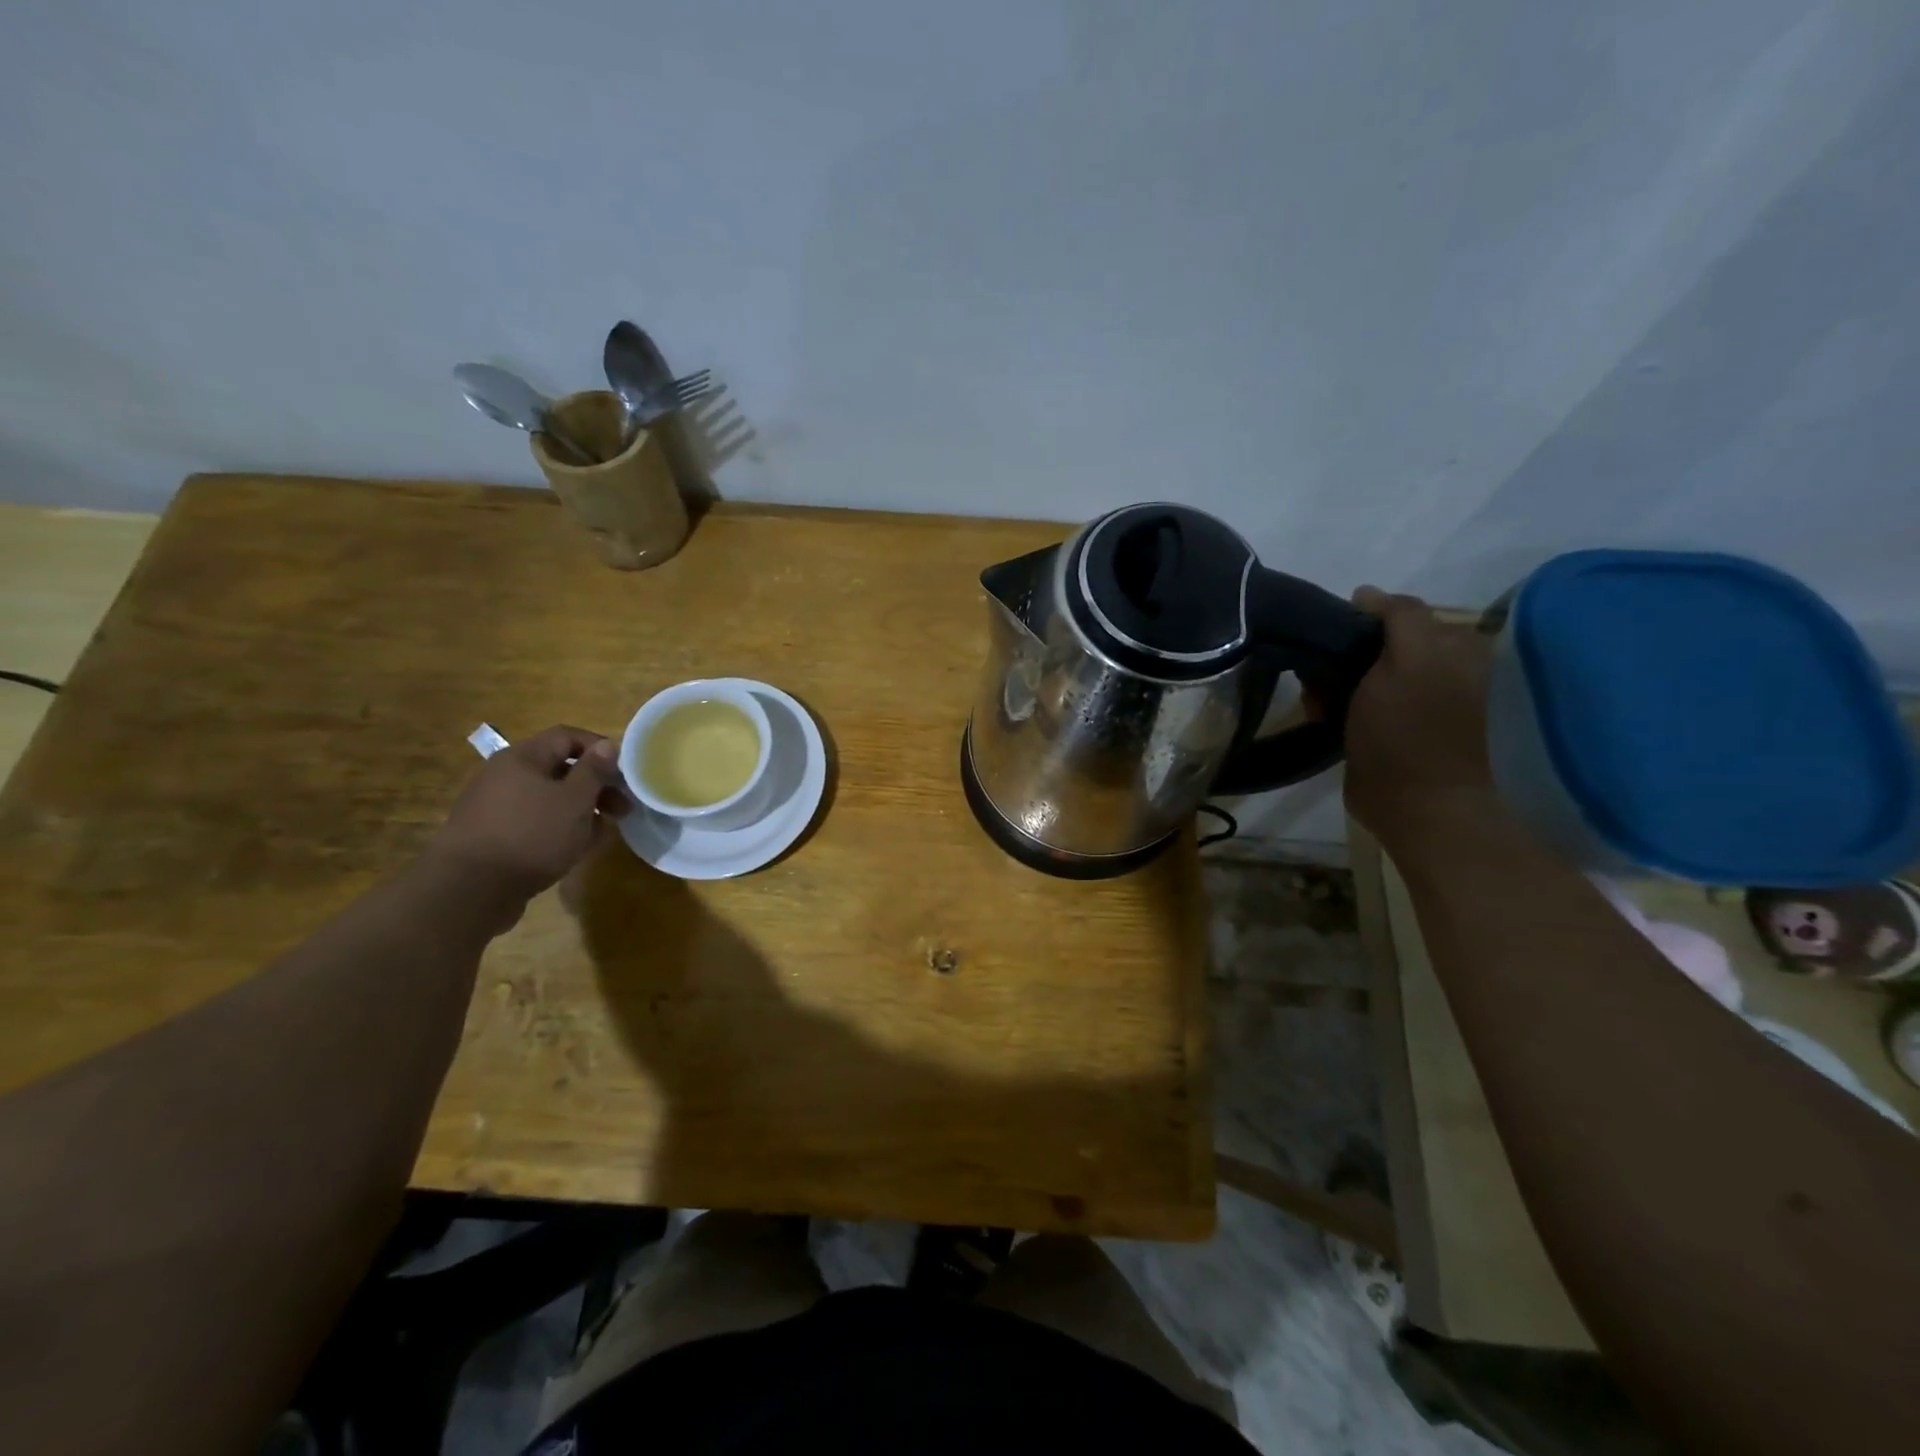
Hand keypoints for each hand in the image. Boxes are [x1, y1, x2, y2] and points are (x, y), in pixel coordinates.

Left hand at [426, 725, 631, 906]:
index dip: (600, 748)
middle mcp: (505, 775)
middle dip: (596, 786)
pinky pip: (536, 822)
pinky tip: (577, 848)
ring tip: (603, 833)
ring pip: (550, 799)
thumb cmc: (531, 834)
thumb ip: (594, 771)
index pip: (567, 736)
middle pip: (560, 769)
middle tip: (623, 808)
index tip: (626, 771)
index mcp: (522, 758)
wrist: (469, 890)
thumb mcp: (574, 800)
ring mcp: (497, 807)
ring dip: (581, 810)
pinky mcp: (494, 836)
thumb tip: (607, 746)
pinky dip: (560, 829)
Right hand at [1342, 588, 1497, 840]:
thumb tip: (1366, 593)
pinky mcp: (1387, 728)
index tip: (1333, 643)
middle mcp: (1436, 668)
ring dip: (1330, 684)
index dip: (1358, 624)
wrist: (1413, 804)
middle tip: (1322, 679)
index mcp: (1452, 646)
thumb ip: (1398, 617)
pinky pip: (1351, 701)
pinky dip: (1332, 707)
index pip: (1394, 614)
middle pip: (1371, 644)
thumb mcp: (1411, 659)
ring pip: (1355, 672)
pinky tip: (1323, 719)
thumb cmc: (1410, 730)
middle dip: (1339, 657)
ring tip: (1320, 705)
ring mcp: (1411, 701)